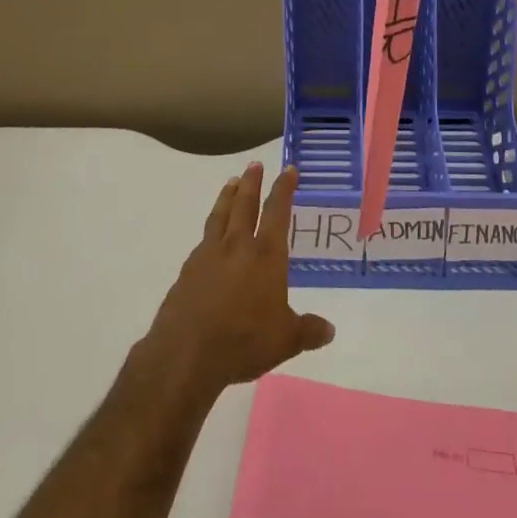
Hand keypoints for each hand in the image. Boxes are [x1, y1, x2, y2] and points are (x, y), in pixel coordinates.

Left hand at [142, 162, 334, 400]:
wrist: (187, 353)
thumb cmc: (244, 341)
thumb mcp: (285, 340)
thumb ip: (308, 331)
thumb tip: (330, 330)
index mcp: (266, 255)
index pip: (278, 212)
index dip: (284, 189)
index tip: (288, 170)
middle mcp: (237, 246)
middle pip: (245, 205)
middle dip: (252, 182)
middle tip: (255, 164)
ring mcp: (209, 255)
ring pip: (220, 215)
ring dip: (227, 196)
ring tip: (231, 182)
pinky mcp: (188, 270)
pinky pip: (204, 239)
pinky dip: (211, 228)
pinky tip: (211, 234)